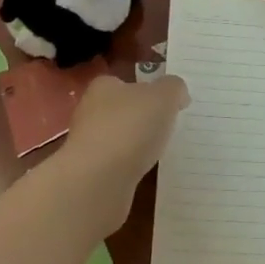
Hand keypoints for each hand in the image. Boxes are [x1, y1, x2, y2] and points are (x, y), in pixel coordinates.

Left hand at [58, 73, 188, 229]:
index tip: (166, 102)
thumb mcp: (163, 97)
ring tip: (160, 152)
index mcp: (103, 87)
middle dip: (140, 118)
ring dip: (135, 145)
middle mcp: (90, 112)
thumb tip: (177, 93)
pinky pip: (116, 165)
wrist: (97, 181)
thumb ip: (173, 88)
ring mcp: (87, 145)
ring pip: (117, 139)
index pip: (124, 82)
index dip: (145, 89)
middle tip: (167, 126)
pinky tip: (144, 173)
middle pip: (121, 110)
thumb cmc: (130, 128)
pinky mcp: (90, 174)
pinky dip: (129, 167)